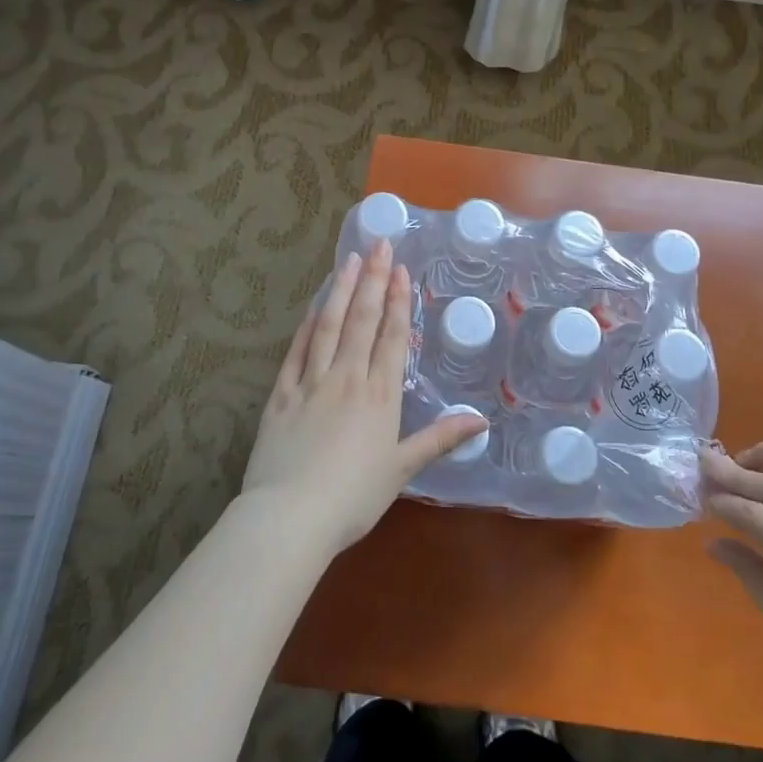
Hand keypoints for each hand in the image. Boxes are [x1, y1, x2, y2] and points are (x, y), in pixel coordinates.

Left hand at [242, 239, 485, 554]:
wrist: (291, 516)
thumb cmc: (353, 497)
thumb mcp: (402, 470)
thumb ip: (439, 439)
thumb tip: (481, 421)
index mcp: (379, 396)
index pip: (392, 337)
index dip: (398, 301)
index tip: (401, 270)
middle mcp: (347, 378)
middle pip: (363, 320)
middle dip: (373, 280)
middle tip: (379, 245)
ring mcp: (311, 382)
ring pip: (329, 326)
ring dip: (341, 290)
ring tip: (349, 260)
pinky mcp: (281, 394)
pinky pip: (296, 351)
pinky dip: (307, 325)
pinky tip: (314, 306)